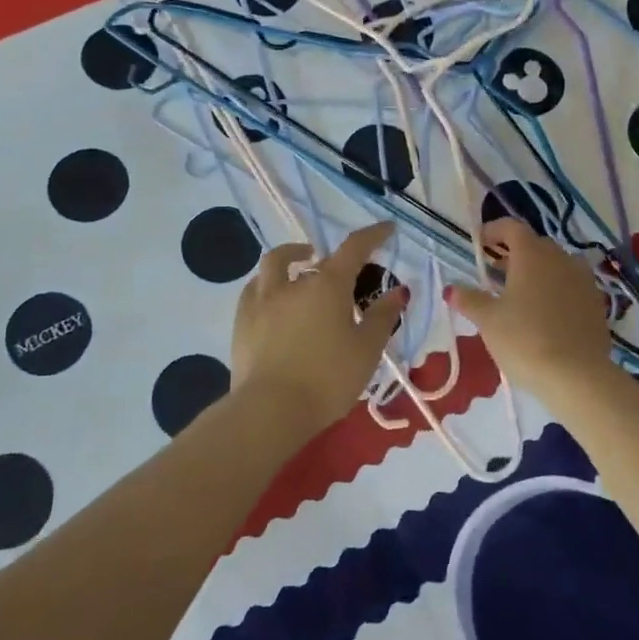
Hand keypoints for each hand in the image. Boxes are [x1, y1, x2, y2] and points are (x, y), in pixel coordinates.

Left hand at [231, 222, 407, 434]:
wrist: (270, 410)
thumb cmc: (327, 379)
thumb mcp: (366, 350)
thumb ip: (382, 317)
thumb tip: (397, 291)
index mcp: (328, 285)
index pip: (353, 248)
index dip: (372, 235)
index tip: (387, 229)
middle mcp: (293, 283)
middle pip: (313, 257)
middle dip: (331, 259)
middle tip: (343, 271)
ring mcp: (262, 299)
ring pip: (274, 264)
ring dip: (291, 258)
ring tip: (301, 267)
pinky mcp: (241, 321)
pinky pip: (254, 288)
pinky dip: (268, 284)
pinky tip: (273, 298)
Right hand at [446, 219, 616, 393]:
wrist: (578, 377)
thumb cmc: (525, 340)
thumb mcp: (488, 321)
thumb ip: (469, 300)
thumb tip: (453, 289)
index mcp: (532, 254)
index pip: (512, 227)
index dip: (493, 230)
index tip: (479, 243)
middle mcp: (561, 258)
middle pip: (535, 245)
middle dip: (513, 253)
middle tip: (494, 272)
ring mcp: (583, 280)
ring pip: (556, 265)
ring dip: (537, 272)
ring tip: (519, 294)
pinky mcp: (597, 304)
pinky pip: (571, 286)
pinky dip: (555, 290)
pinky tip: (544, 314)